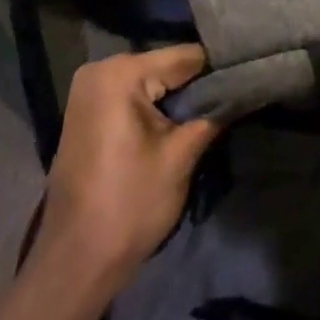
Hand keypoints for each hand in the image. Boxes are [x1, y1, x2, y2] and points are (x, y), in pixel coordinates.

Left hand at [33, 46, 219, 280]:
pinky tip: (174, 124)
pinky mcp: (86, 111)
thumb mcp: (180, 157)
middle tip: (229, 101)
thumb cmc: (129, 206)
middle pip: (165, 66)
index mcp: (121, 72)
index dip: (218, 70)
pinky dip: (153, 107)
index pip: (185, 57)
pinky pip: (130, 95)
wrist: (74, 263)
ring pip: (149, 81)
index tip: (245, 81)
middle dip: (195, 85)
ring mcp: (88, 89)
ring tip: (208, 113)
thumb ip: (211, 114)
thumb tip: (239, 90)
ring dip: (175, 98)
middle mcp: (100, 69)